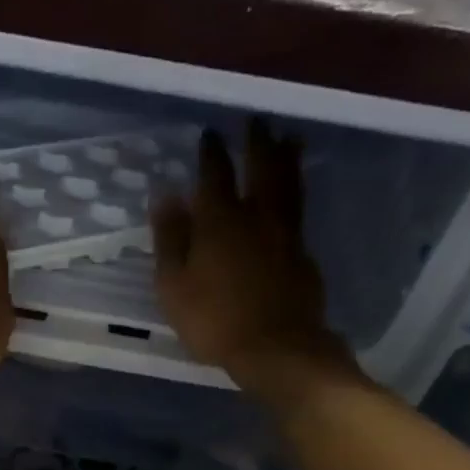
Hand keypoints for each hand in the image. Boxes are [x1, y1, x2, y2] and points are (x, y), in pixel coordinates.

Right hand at [152, 121, 351, 402]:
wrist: (276, 348)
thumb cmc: (214, 321)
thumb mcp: (174, 286)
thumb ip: (170, 239)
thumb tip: (166, 196)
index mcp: (220, 221)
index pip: (215, 174)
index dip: (212, 152)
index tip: (210, 134)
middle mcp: (256, 217)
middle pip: (261, 168)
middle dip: (257, 142)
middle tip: (257, 121)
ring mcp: (286, 234)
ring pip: (289, 184)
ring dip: (288, 158)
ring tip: (290, 139)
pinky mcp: (304, 256)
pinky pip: (299, 213)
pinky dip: (297, 194)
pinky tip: (294, 195)